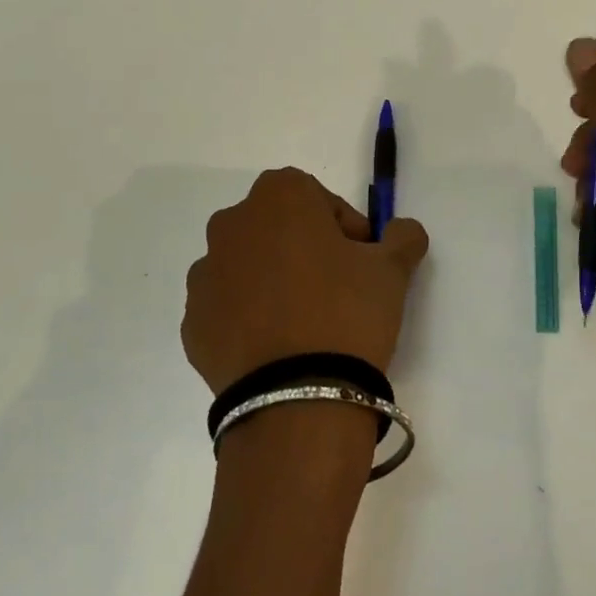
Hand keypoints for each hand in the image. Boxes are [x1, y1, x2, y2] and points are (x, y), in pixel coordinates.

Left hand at [182, 167, 429, 394]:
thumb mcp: (392, 270)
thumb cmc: (347, 312)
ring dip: (272, 281)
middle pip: (277, 227)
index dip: (344, 228)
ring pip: (248, 265)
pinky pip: (227, 307)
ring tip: (303, 324)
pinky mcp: (193, 322)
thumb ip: (403, 237)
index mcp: (279, 196)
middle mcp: (232, 224)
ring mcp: (205, 274)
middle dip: (304, 249)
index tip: (361, 261)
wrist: (295, 399)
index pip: (318, 197)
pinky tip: (276, 347)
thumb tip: (403, 230)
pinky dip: (248, 317)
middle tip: (335, 289)